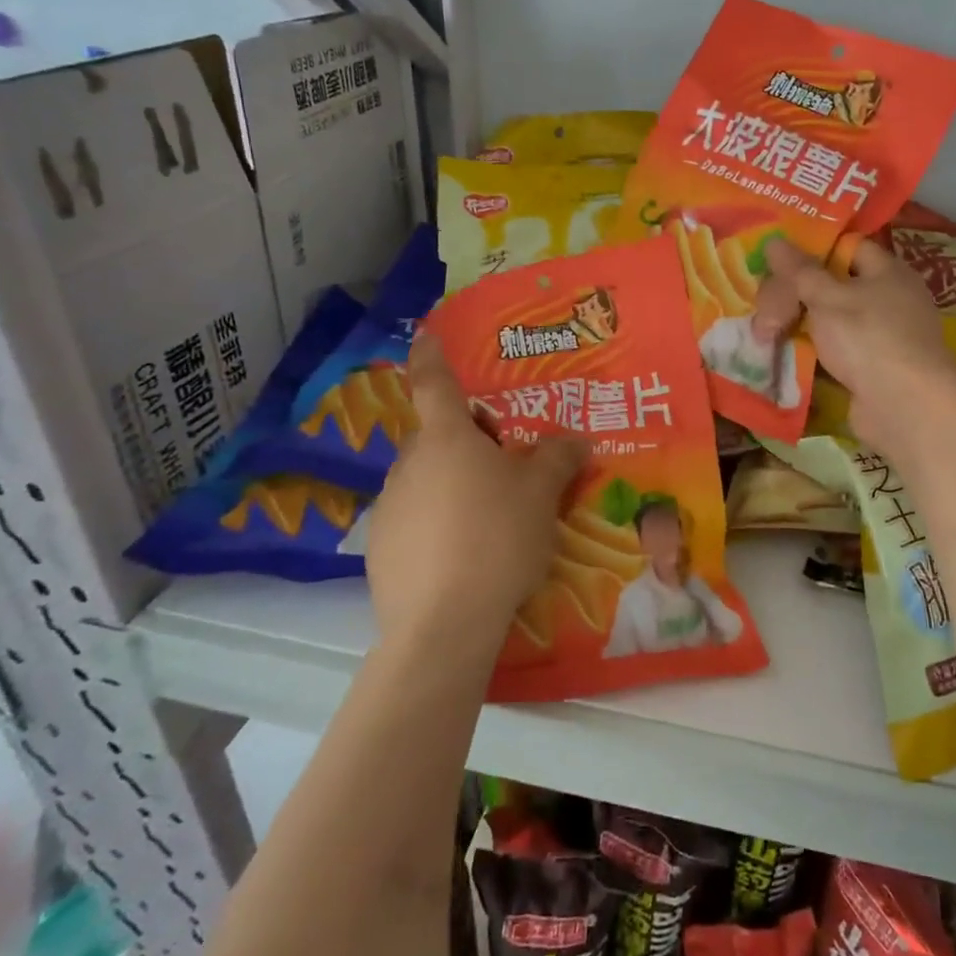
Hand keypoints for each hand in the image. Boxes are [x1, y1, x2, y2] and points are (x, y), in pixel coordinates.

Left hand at [363, 330, 586, 648]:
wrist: (444, 622)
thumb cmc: (498, 536)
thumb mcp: (542, 493)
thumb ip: (559, 457)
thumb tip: (576, 439)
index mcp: (446, 438)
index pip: (433, 382)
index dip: (431, 355)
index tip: (425, 334)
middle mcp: (409, 464)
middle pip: (437, 438)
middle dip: (467, 442)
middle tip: (506, 467)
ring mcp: (388, 508)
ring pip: (426, 480)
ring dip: (453, 486)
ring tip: (491, 520)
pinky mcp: (379, 550)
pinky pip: (415, 521)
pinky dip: (437, 525)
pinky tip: (465, 556)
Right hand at [757, 236, 955, 456]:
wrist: (906, 407)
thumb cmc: (870, 338)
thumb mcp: (828, 298)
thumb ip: (799, 271)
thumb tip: (774, 240)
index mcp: (887, 272)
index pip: (847, 247)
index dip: (812, 249)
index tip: (776, 259)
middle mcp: (888, 300)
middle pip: (833, 286)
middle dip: (796, 296)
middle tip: (763, 310)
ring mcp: (880, 338)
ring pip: (831, 322)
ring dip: (799, 327)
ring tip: (762, 333)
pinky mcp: (871, 370)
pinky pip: (834, 353)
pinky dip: (811, 354)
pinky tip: (782, 357)